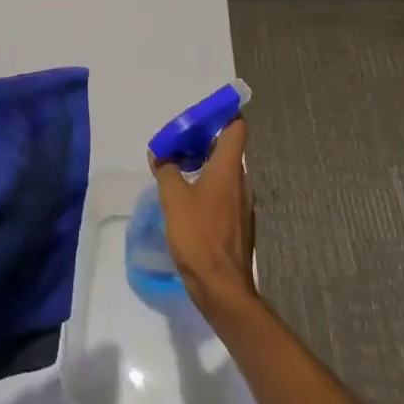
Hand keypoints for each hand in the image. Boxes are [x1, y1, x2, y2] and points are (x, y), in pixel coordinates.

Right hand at [150, 117, 255, 314]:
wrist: (223, 290)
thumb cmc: (199, 236)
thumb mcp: (173, 198)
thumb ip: (166, 169)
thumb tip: (161, 153)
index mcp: (228, 168)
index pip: (236, 127)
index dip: (222, 114)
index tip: (200, 113)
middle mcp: (241, 181)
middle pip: (227, 148)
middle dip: (203, 140)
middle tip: (178, 142)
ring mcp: (242, 205)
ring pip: (225, 172)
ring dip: (204, 164)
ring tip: (178, 169)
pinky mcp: (238, 225)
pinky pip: (224, 193)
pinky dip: (207, 187)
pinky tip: (187, 200)